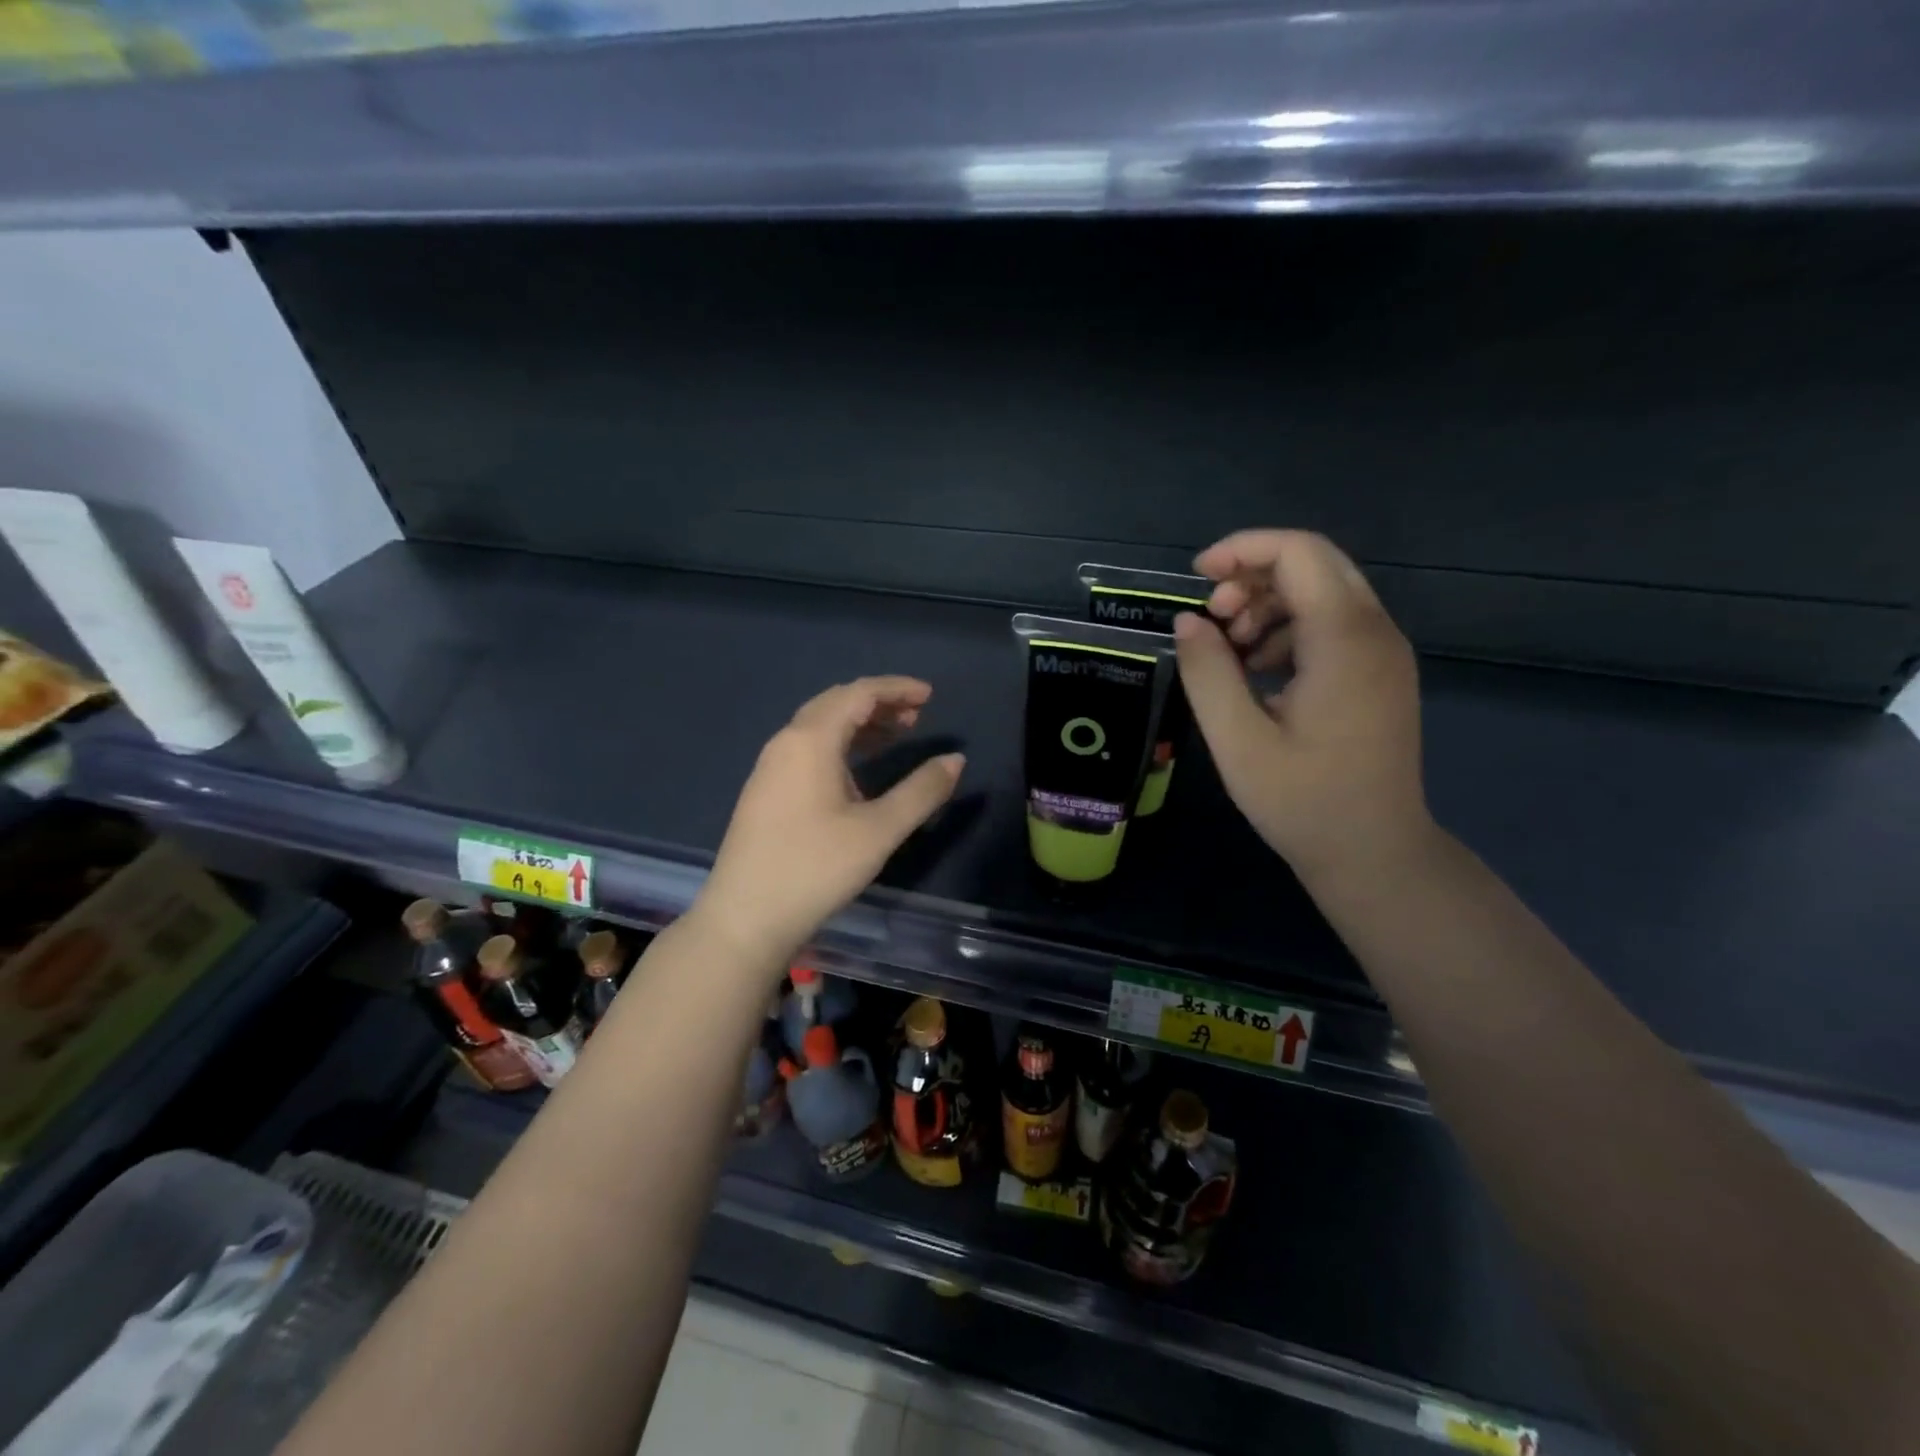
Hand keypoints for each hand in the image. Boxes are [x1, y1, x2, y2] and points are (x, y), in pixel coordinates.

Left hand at [691, 677, 964, 967]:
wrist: (745, 918)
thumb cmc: (816, 868)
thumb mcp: (879, 830)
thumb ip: (921, 791)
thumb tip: (955, 760)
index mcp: (811, 740)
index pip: (858, 693)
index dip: (896, 688)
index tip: (930, 695)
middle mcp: (786, 742)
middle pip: (836, 703)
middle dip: (879, 703)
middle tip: (918, 715)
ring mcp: (770, 767)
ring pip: (820, 727)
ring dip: (859, 724)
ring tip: (897, 736)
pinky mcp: (765, 791)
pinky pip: (808, 748)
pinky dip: (840, 745)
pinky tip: (858, 771)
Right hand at [1174, 530, 1432, 882]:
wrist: (1375, 853)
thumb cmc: (1303, 802)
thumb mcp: (1237, 741)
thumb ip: (1207, 673)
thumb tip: (1187, 621)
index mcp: (1345, 641)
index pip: (1300, 553)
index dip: (1242, 549)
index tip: (1196, 579)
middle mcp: (1375, 632)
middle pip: (1314, 564)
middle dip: (1253, 576)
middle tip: (1212, 619)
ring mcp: (1384, 653)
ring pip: (1323, 592)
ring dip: (1268, 604)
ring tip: (1229, 650)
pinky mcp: (1379, 673)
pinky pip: (1332, 625)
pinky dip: (1288, 630)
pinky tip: (1257, 670)